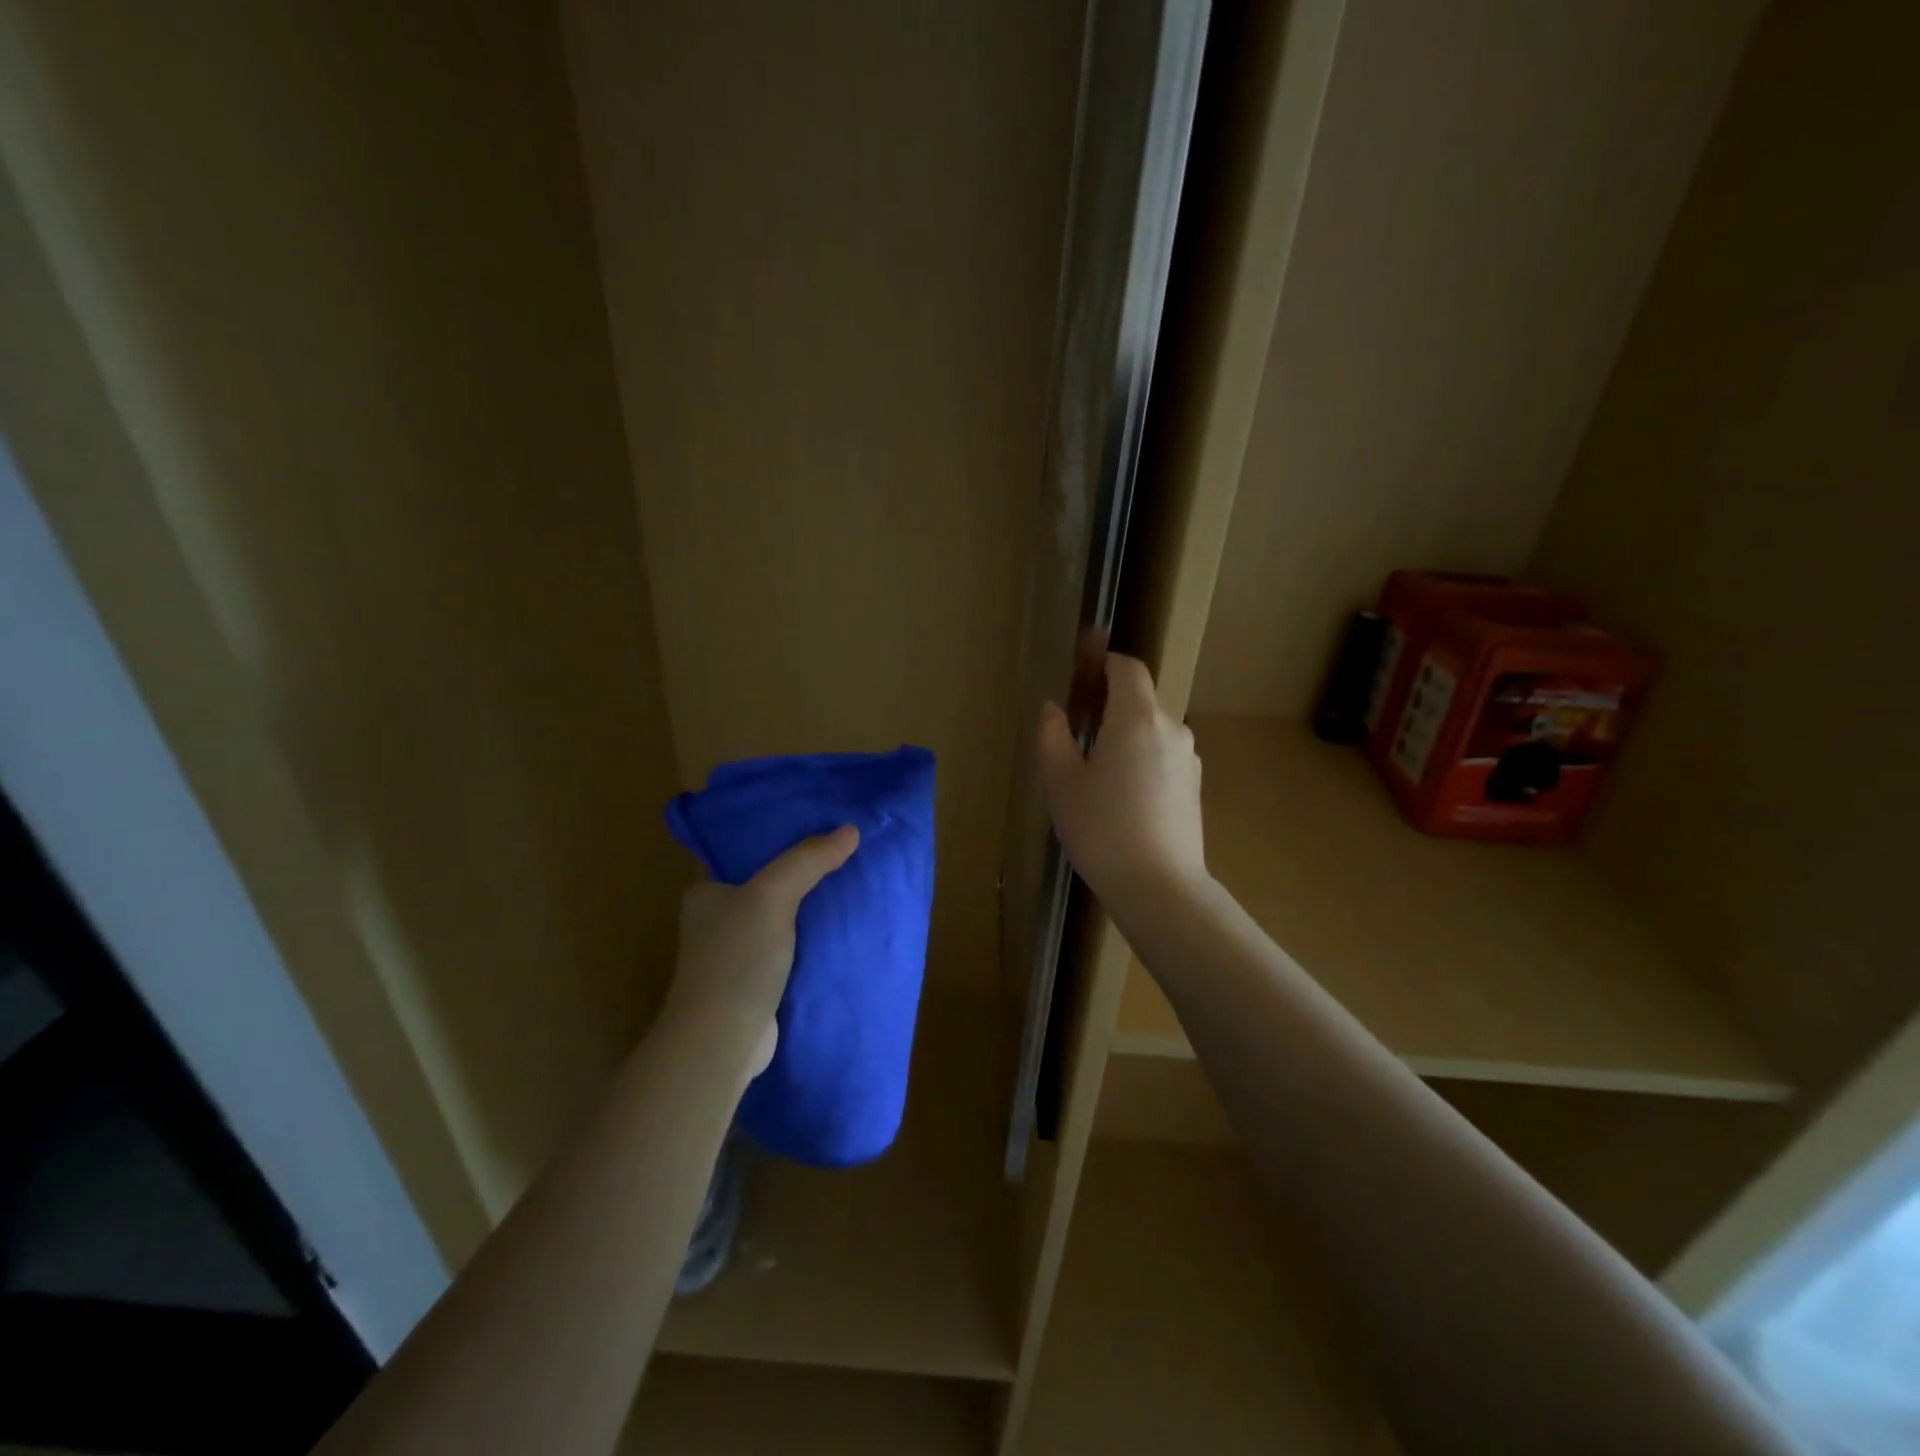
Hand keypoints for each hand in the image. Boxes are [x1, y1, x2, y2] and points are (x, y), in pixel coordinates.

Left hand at [662, 825, 858, 1077]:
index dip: (783, 843)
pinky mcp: (755, 988)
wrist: (723, 1041)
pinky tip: (843, 935)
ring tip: (853, 891)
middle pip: (769, 890)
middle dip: (804, 879)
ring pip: (782, 924)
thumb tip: (851, 830)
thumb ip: (808, 860)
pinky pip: (791, 955)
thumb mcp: (773, 895)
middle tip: (846, 860)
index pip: (748, 858)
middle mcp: (716, 923)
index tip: (822, 832)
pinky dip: (812, 946)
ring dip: (810, 915)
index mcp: (706, 895)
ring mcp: (735, 959)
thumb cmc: (737, 958)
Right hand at [1038, 653, 1207, 905]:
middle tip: (1076, 732)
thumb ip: (1052, 736)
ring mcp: (1188, 758)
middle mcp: (1170, 727)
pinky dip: (1141, 760)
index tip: (1080, 676)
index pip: (1127, 667)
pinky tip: (1122, 798)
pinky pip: (1162, 756)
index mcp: (1136, 717)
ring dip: (1125, 735)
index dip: (1103, 663)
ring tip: (1096, 774)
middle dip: (1108, 704)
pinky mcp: (1193, 786)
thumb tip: (1053, 710)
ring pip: (1151, 730)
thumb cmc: (1101, 829)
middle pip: (1139, 699)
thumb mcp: (1061, 782)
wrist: (1159, 887)